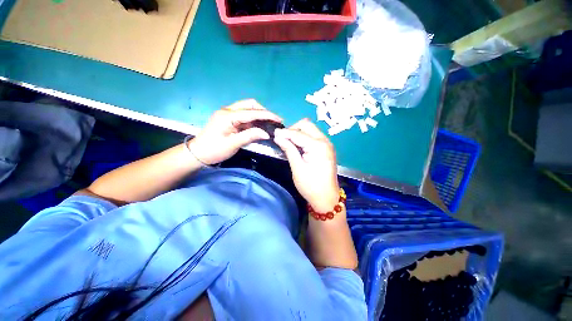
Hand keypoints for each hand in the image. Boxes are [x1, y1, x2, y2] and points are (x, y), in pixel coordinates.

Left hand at [189, 99, 281, 164]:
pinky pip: (244, 116)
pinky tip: (259, 127)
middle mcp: (228, 110)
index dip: (267, 115)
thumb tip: (266, 133)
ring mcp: (228, 113)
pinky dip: (254, 120)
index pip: (252, 112)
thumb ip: (250, 136)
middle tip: (273, 121)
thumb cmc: (214, 150)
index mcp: (228, 116)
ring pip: (248, 108)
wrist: (198, 153)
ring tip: (269, 124)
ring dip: (259, 115)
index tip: (279, 119)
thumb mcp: (233, 144)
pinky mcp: (229, 118)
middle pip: (250, 104)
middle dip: (264, 111)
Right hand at [274, 119, 339, 212]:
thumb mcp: (297, 168)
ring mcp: (327, 144)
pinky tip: (298, 146)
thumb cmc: (311, 186)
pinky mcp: (327, 149)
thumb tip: (278, 137)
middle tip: (283, 139)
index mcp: (318, 146)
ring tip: (289, 143)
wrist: (327, 198)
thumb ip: (289, 150)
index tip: (274, 134)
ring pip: (311, 129)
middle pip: (307, 125)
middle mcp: (325, 141)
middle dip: (293, 129)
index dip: (284, 133)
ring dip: (299, 133)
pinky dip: (304, 138)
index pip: (298, 133)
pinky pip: (314, 137)